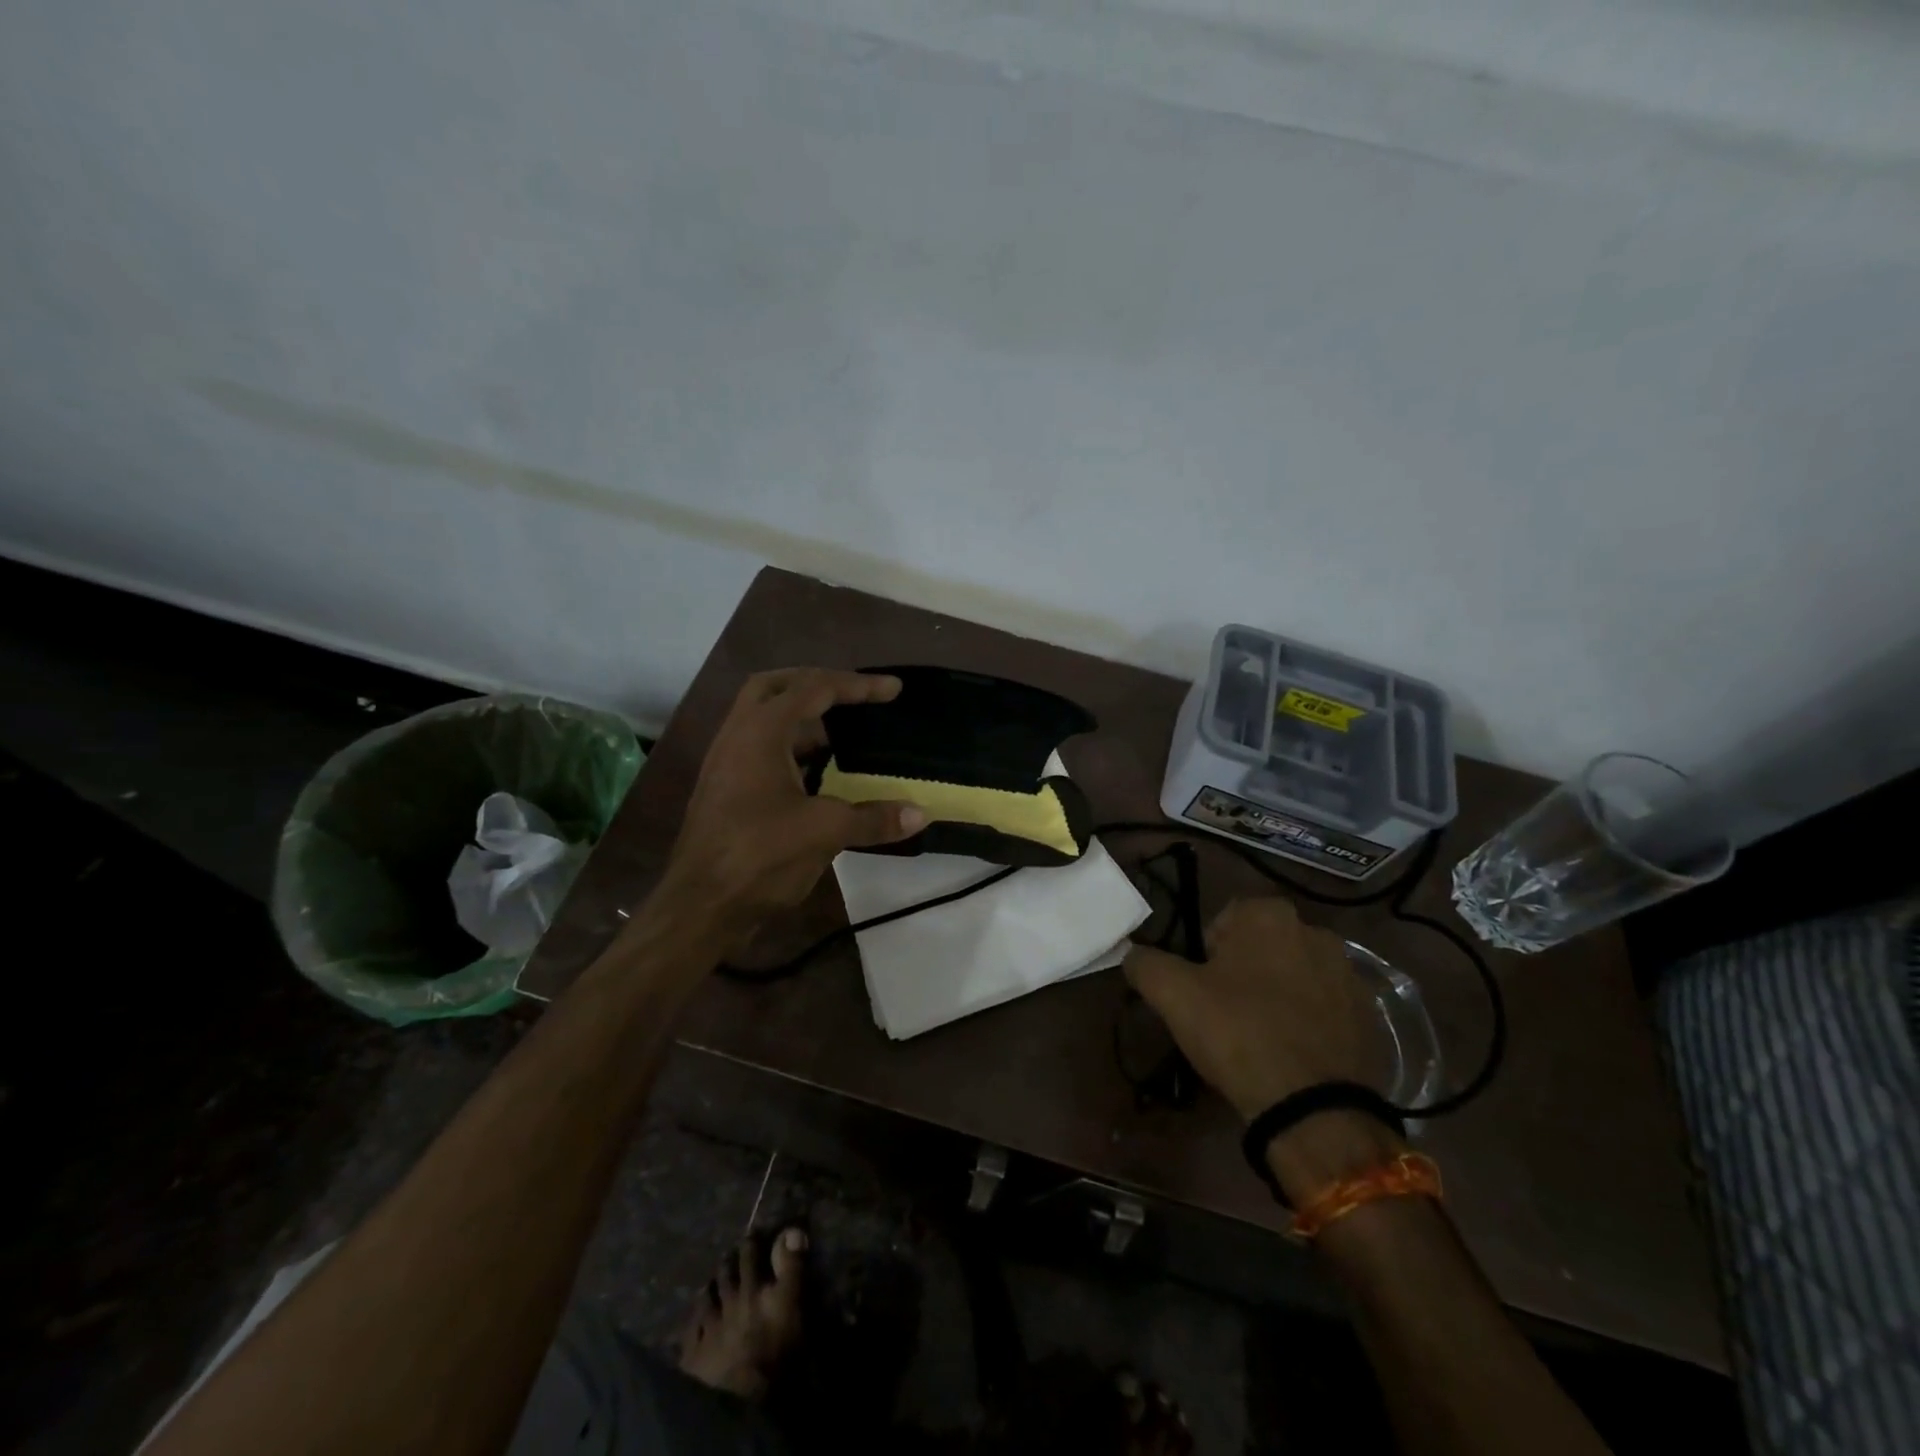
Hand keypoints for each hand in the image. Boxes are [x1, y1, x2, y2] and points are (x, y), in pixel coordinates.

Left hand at [659, 669, 925, 941]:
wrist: (699, 906)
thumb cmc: (759, 856)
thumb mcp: (824, 832)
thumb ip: (873, 818)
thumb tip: (921, 813)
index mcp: (760, 732)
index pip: (814, 689)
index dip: (858, 685)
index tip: (893, 689)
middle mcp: (738, 735)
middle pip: (777, 687)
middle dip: (818, 684)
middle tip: (854, 695)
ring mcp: (726, 761)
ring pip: (764, 718)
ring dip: (803, 718)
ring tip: (843, 734)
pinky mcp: (725, 787)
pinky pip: (761, 748)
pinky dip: (792, 747)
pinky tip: (818, 772)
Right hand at [1124, 897, 1392, 1121]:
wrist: (1315, 1110)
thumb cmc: (1238, 1034)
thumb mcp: (1172, 994)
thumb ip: (1144, 962)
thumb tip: (1132, 953)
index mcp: (1269, 915)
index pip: (1223, 922)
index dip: (1205, 956)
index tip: (1201, 991)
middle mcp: (1316, 932)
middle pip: (1261, 947)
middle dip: (1243, 972)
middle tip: (1224, 1014)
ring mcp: (1350, 974)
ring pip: (1294, 975)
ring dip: (1277, 994)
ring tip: (1259, 1037)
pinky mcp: (1371, 1016)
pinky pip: (1325, 1007)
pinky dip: (1308, 1021)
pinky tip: (1292, 1053)